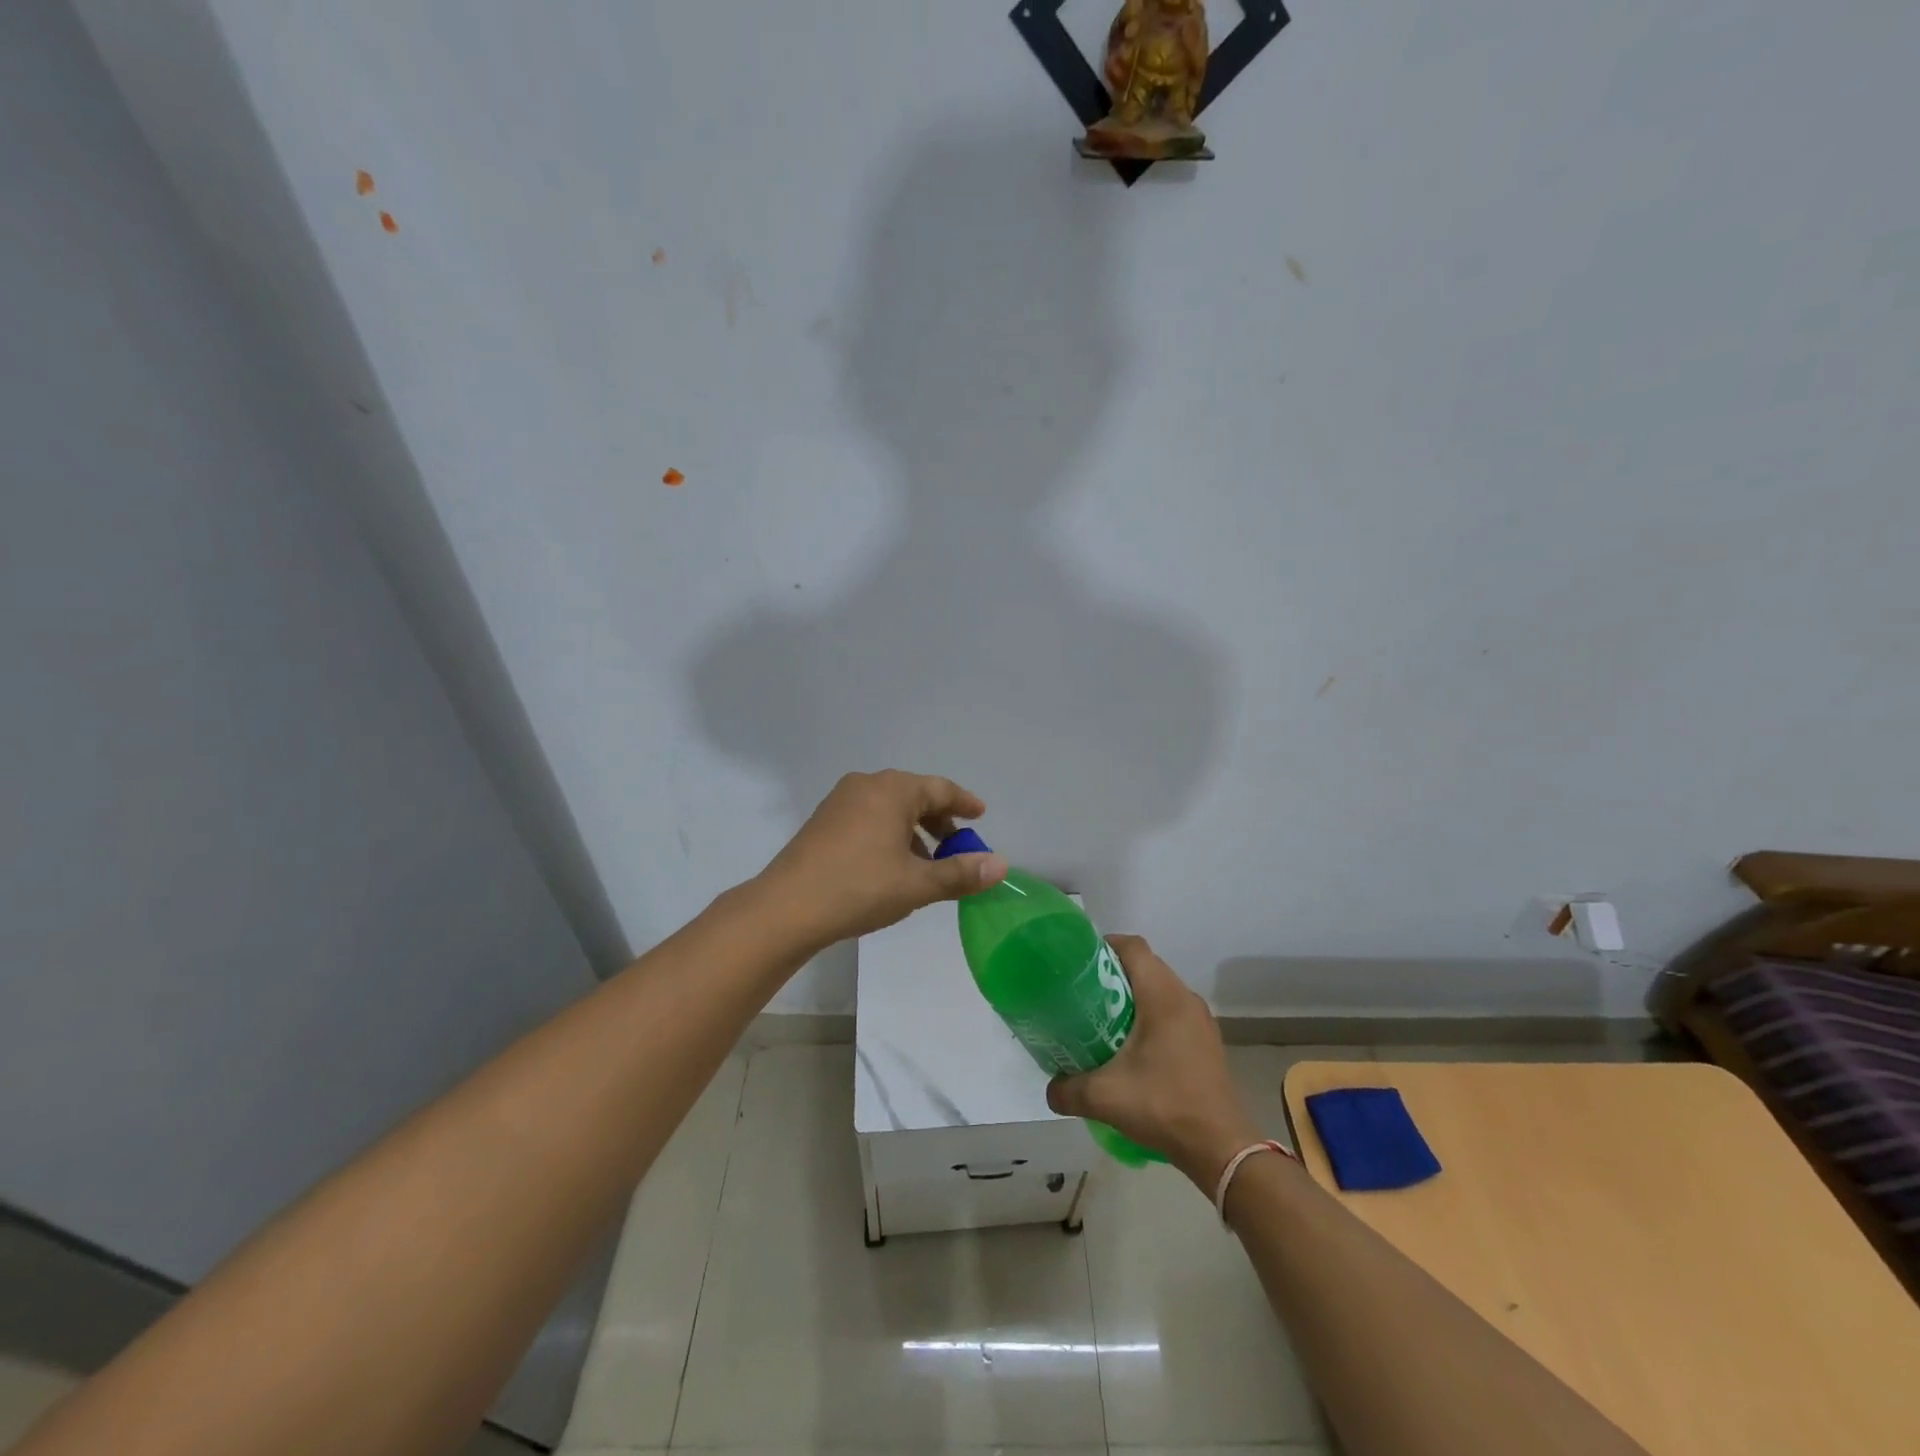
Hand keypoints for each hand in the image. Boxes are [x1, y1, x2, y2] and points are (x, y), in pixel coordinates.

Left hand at [754, 771, 1007, 952]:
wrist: (786, 908)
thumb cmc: (859, 888)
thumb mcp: (917, 885)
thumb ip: (960, 873)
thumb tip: (1001, 865)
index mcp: (892, 790)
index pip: (940, 789)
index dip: (964, 803)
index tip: (981, 816)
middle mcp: (866, 785)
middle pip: (914, 795)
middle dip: (939, 820)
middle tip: (958, 845)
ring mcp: (840, 802)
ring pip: (889, 808)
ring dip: (914, 831)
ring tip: (927, 863)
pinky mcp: (823, 822)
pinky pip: (868, 818)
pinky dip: (889, 834)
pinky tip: (892, 866)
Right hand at [1046, 935, 1262, 1189]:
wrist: (1221, 1148)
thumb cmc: (1164, 1106)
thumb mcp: (1105, 1098)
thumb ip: (1068, 1090)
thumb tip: (1050, 1089)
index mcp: (1163, 996)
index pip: (1134, 947)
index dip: (1105, 945)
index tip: (1079, 962)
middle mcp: (1185, 998)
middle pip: (1146, 965)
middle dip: (1114, 972)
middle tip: (1083, 992)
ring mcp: (1200, 1020)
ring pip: (1161, 989)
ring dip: (1133, 995)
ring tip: (1103, 1018)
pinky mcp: (1206, 1041)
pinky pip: (1173, 1011)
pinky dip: (1151, 1015)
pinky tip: (1133, 1047)